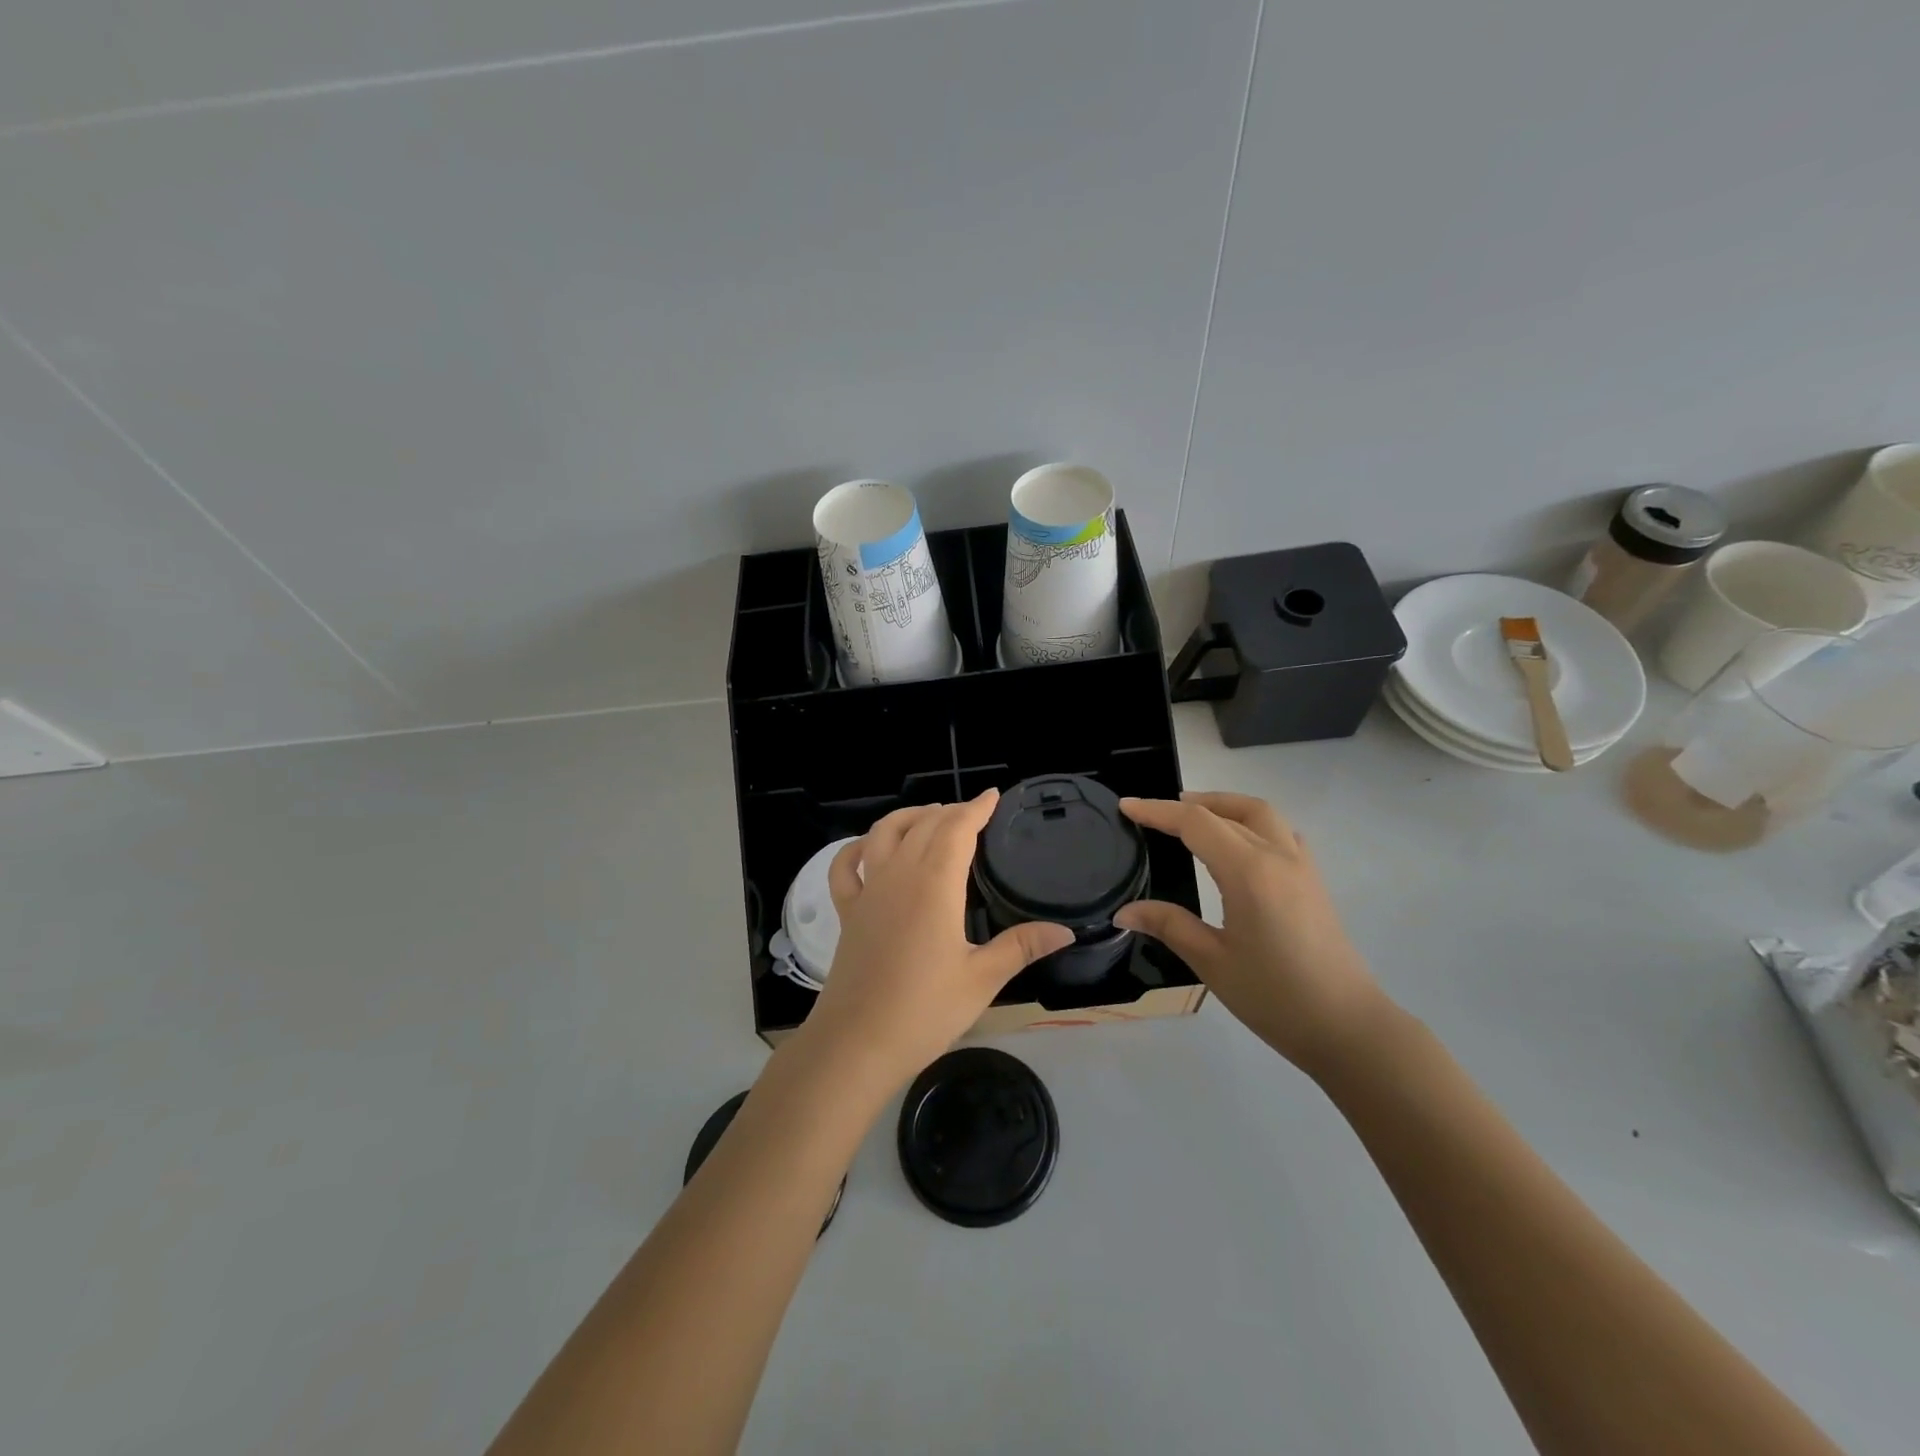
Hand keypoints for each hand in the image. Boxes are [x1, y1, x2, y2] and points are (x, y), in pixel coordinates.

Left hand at [802, 791, 1074, 1088]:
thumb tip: (1065, 930)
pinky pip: (845, 866)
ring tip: (931, 817)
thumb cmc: (924, 1010)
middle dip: (950, 811)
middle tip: (973, 814)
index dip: (976, 808)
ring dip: (909, 817)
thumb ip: (1021, 946)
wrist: (857, 1043)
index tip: (993, 796)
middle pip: (924, 824)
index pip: (956, 829)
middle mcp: (898, 875)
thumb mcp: (982, 979)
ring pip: (884, 832)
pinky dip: (857, 848)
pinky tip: (871, 848)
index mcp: (934, 884)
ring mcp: (868, 891)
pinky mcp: (848, 911)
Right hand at [1114, 792, 1386, 1075]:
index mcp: (1249, 872)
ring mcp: (1302, 867)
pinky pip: (1282, 833)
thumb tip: (1124, 912)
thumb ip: (1168, 925)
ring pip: (1261, 815)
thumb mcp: (1212, 963)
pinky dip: (1252, 824)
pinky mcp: (1314, 882)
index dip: (1157, 811)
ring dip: (1225, 806)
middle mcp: (1278, 857)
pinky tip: (1239, 845)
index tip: (1126, 806)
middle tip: (1156, 813)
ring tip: (1194, 818)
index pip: (1196, 823)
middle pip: (1231, 810)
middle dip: (1190, 803)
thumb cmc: (1275, 997)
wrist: (1348, 1029)